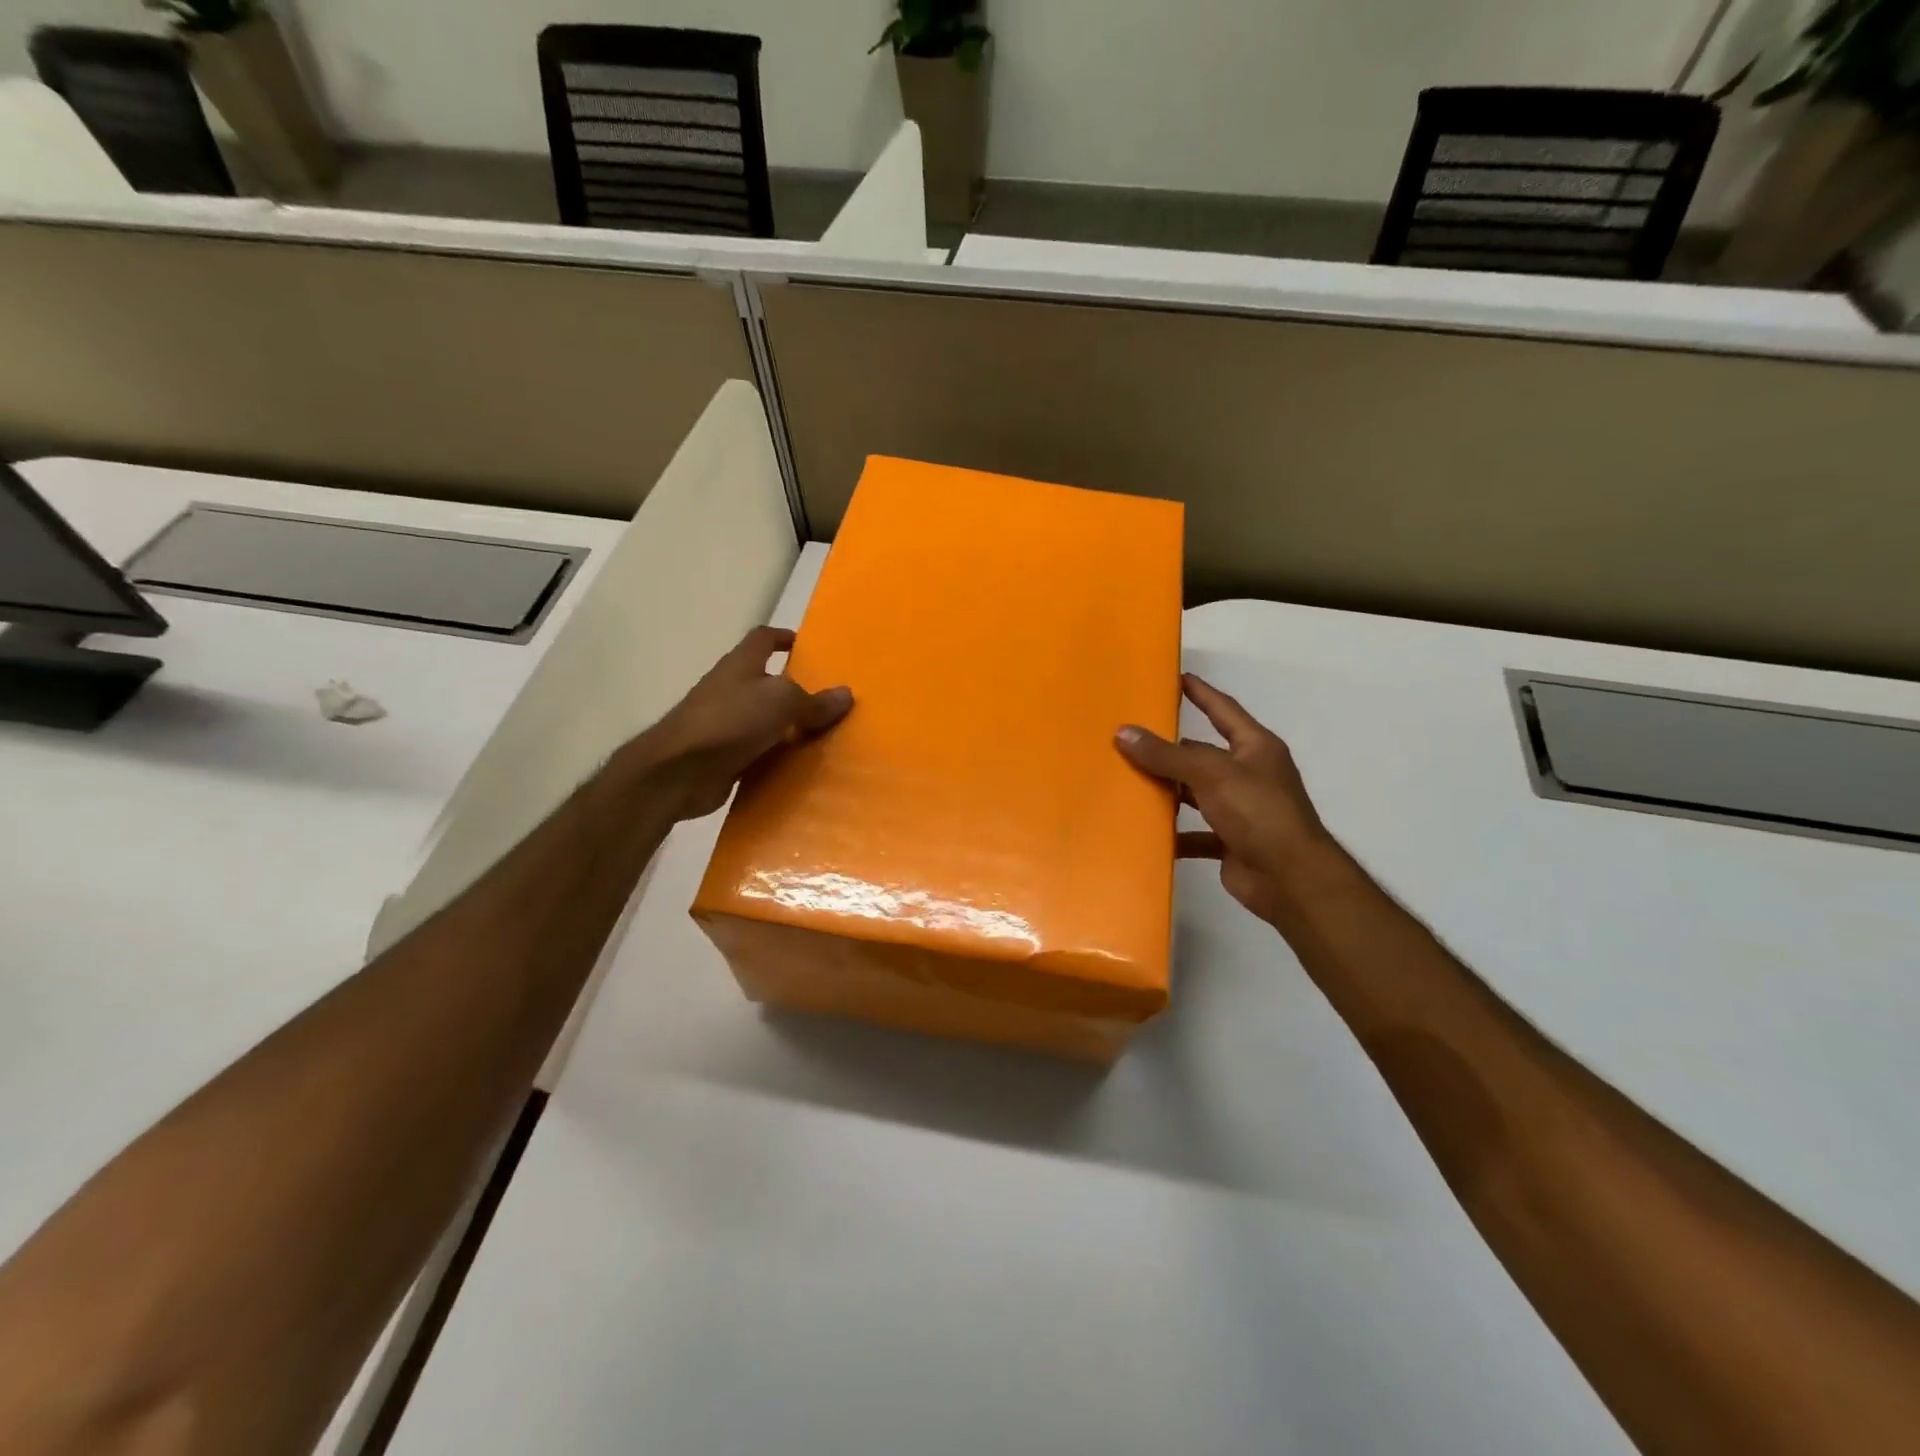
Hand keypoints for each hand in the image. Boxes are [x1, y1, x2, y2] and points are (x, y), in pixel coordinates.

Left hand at [633, 626, 852, 820]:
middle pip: (765, 681)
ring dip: (787, 728)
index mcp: (741, 665)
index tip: (807, 647)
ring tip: (823, 737)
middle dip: (793, 689)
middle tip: (827, 701)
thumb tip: (846, 694)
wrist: (679, 771)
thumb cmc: (730, 721)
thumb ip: (813, 700)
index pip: (763, 638)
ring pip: (763, 720)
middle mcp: (730, 689)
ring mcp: (723, 724)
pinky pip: (758, 753)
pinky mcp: (723, 756)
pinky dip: (776, 758)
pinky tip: (800, 769)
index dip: (783, 638)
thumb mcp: (781, 702)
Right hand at [1116, 674, 1341, 925]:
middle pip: (1203, 754)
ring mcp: (1241, 810)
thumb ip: (1167, 755)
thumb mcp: (1210, 774)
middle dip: (1171, 749)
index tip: (1177, 677)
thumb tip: (1123, 733)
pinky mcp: (1230, 841)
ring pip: (1196, 793)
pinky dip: (1174, 834)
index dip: (1202, 693)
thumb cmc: (1258, 813)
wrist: (1290, 879)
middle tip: (1132, 736)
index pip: (1224, 710)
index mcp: (1255, 748)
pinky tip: (1146, 833)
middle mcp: (1249, 774)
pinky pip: (1195, 833)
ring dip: (1169, 791)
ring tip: (1128, 782)